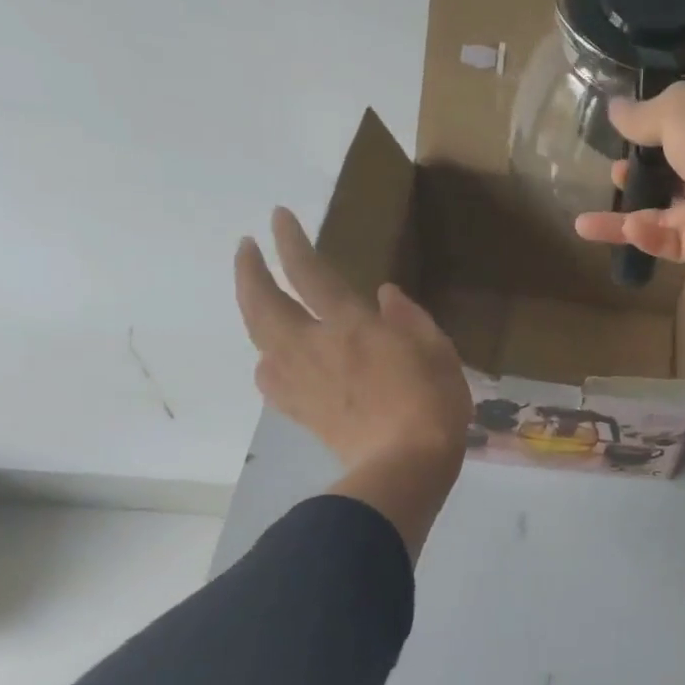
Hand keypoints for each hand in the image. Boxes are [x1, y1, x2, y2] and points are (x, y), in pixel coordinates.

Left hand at [235, 208, 471, 556]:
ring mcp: (300, 381)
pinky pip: (269, 378)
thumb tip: (383, 295)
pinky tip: (274, 360)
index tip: (278, 217)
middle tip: (246, 249)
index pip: (309, 272)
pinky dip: (267, 359)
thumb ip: (410, 319)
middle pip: (262, 302)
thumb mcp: (438, 351)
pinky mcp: (300, 411)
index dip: (291, 241)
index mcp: (350, 326)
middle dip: (249, 270)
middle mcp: (313, 347)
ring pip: (259, 338)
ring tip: (260, 302)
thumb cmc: (432, 404)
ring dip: (253, 311)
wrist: (404, 467)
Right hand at [572, 83, 684, 272]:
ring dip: (624, 219)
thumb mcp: (675, 111)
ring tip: (586, 222)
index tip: (620, 135)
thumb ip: (641, 115)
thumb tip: (614, 108)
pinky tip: (628, 230)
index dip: (650, 129)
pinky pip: (672, 243)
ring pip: (662, 216)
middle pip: (670, 174)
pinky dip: (648, 237)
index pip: (681, 125)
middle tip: (613, 175)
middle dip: (637, 177)